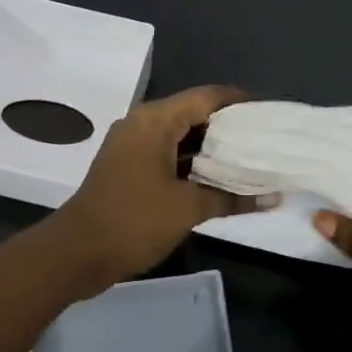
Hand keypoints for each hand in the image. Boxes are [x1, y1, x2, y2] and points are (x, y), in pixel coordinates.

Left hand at [48, 85, 272, 286]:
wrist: (76, 253)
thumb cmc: (134, 220)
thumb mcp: (188, 208)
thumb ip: (233, 198)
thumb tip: (275, 197)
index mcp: (155, 121)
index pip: (207, 97)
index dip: (240, 102)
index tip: (270, 114)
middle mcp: (142, 125)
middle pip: (194, 114)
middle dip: (229, 127)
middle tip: (266, 140)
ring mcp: (133, 147)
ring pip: (181, 137)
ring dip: (212, 149)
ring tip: (251, 159)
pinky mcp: (129, 168)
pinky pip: (168, 155)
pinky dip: (193, 164)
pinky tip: (220, 180)